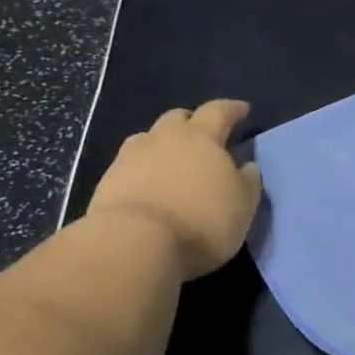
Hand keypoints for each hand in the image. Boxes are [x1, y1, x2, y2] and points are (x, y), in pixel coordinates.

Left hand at [87, 101, 262, 279]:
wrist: (133, 245)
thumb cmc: (201, 221)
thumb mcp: (243, 204)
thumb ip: (247, 180)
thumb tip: (246, 166)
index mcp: (201, 136)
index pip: (219, 111)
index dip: (233, 109)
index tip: (243, 110)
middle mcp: (163, 138)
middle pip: (178, 118)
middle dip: (192, 122)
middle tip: (203, 136)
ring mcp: (130, 158)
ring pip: (148, 139)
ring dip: (162, 145)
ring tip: (171, 161)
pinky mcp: (107, 183)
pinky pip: (129, 166)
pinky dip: (142, 170)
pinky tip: (149, 187)